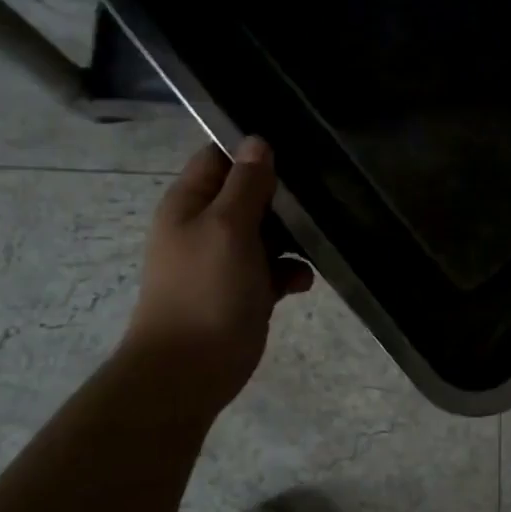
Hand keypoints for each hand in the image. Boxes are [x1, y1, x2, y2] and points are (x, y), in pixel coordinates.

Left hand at [122, 137, 314, 412]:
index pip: (220, 157)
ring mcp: (226, 259)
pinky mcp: (245, 290)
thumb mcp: (227, 226)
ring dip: (292, 235)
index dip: (253, 151)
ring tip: (317, 239)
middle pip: (249, 193)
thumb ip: (246, 184)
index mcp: (190, 203)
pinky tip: (302, 281)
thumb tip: (257, 141)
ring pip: (267, 231)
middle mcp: (206, 225)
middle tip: (320, 191)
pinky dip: (290, 271)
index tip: (294, 149)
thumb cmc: (206, 289)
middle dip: (282, 195)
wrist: (190, 370)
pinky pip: (274, 268)